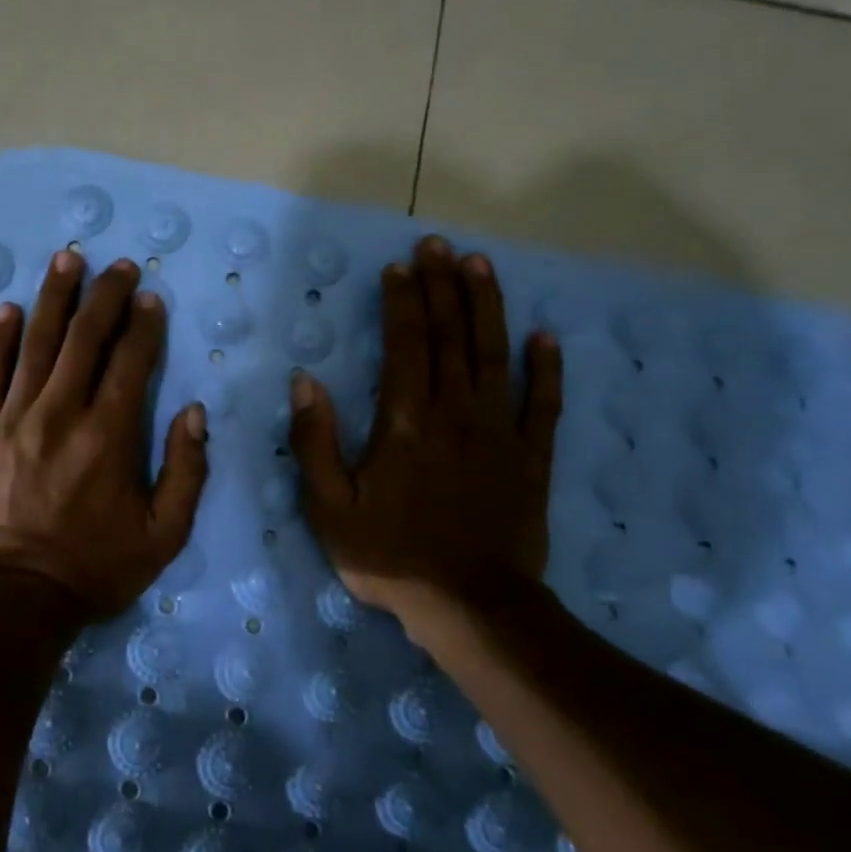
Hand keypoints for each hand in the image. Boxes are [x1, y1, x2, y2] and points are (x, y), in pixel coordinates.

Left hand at [0, 249, 208, 620]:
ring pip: (36, 343)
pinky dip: (0, 338)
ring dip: (54, 297)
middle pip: (84, 338)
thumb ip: (186, 471)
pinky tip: (8, 309)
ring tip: (66, 260)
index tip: (150, 297)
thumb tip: (195, 412)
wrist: (13, 598)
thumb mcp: (163, 536)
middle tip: (118, 265)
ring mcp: (13, 418)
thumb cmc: (93, 568)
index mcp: (109, 436)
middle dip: (104, 295)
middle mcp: (61, 413)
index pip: (131, 361)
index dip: (143, 324)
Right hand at [288, 235, 562, 619]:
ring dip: (487, 306)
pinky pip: (542, 402)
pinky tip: (545, 335)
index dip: (402, 301)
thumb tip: (305, 382)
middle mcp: (455, 412)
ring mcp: (499, 431)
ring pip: (493, 354)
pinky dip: (545, 367)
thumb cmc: (391, 555)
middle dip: (442, 286)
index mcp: (405, 420)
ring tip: (480, 265)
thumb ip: (315, 442)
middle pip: (450, 335)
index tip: (398, 267)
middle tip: (438, 245)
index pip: (405, 343)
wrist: (472, 606)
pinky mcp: (531, 457)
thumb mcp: (329, 507)